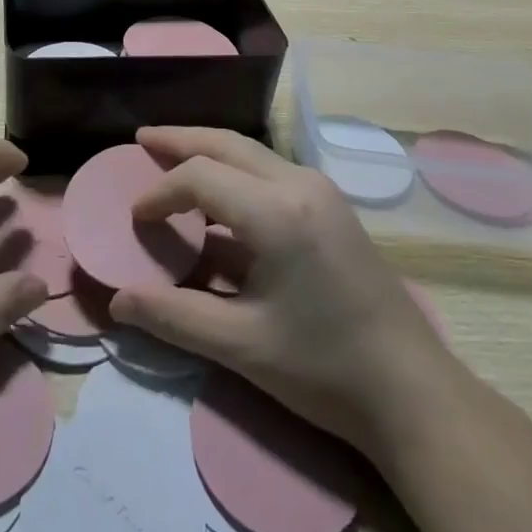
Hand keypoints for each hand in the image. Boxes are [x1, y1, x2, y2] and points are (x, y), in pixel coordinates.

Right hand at [110, 127, 457, 462]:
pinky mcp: (331, 206)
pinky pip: (270, 170)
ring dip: (209, 150)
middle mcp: (299, 183)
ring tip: (172, 155)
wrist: (413, 393)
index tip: (135, 217)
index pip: (201, 177)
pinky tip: (220, 193)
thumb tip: (118, 301)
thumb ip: (174, 317)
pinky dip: (235, 170)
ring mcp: (321, 190)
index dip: (161, 192)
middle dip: (181, 140)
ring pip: (251, 152)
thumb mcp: (241, 347)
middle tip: (142, 138)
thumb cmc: (324, 369)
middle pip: (227, 143)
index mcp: (276, 212)